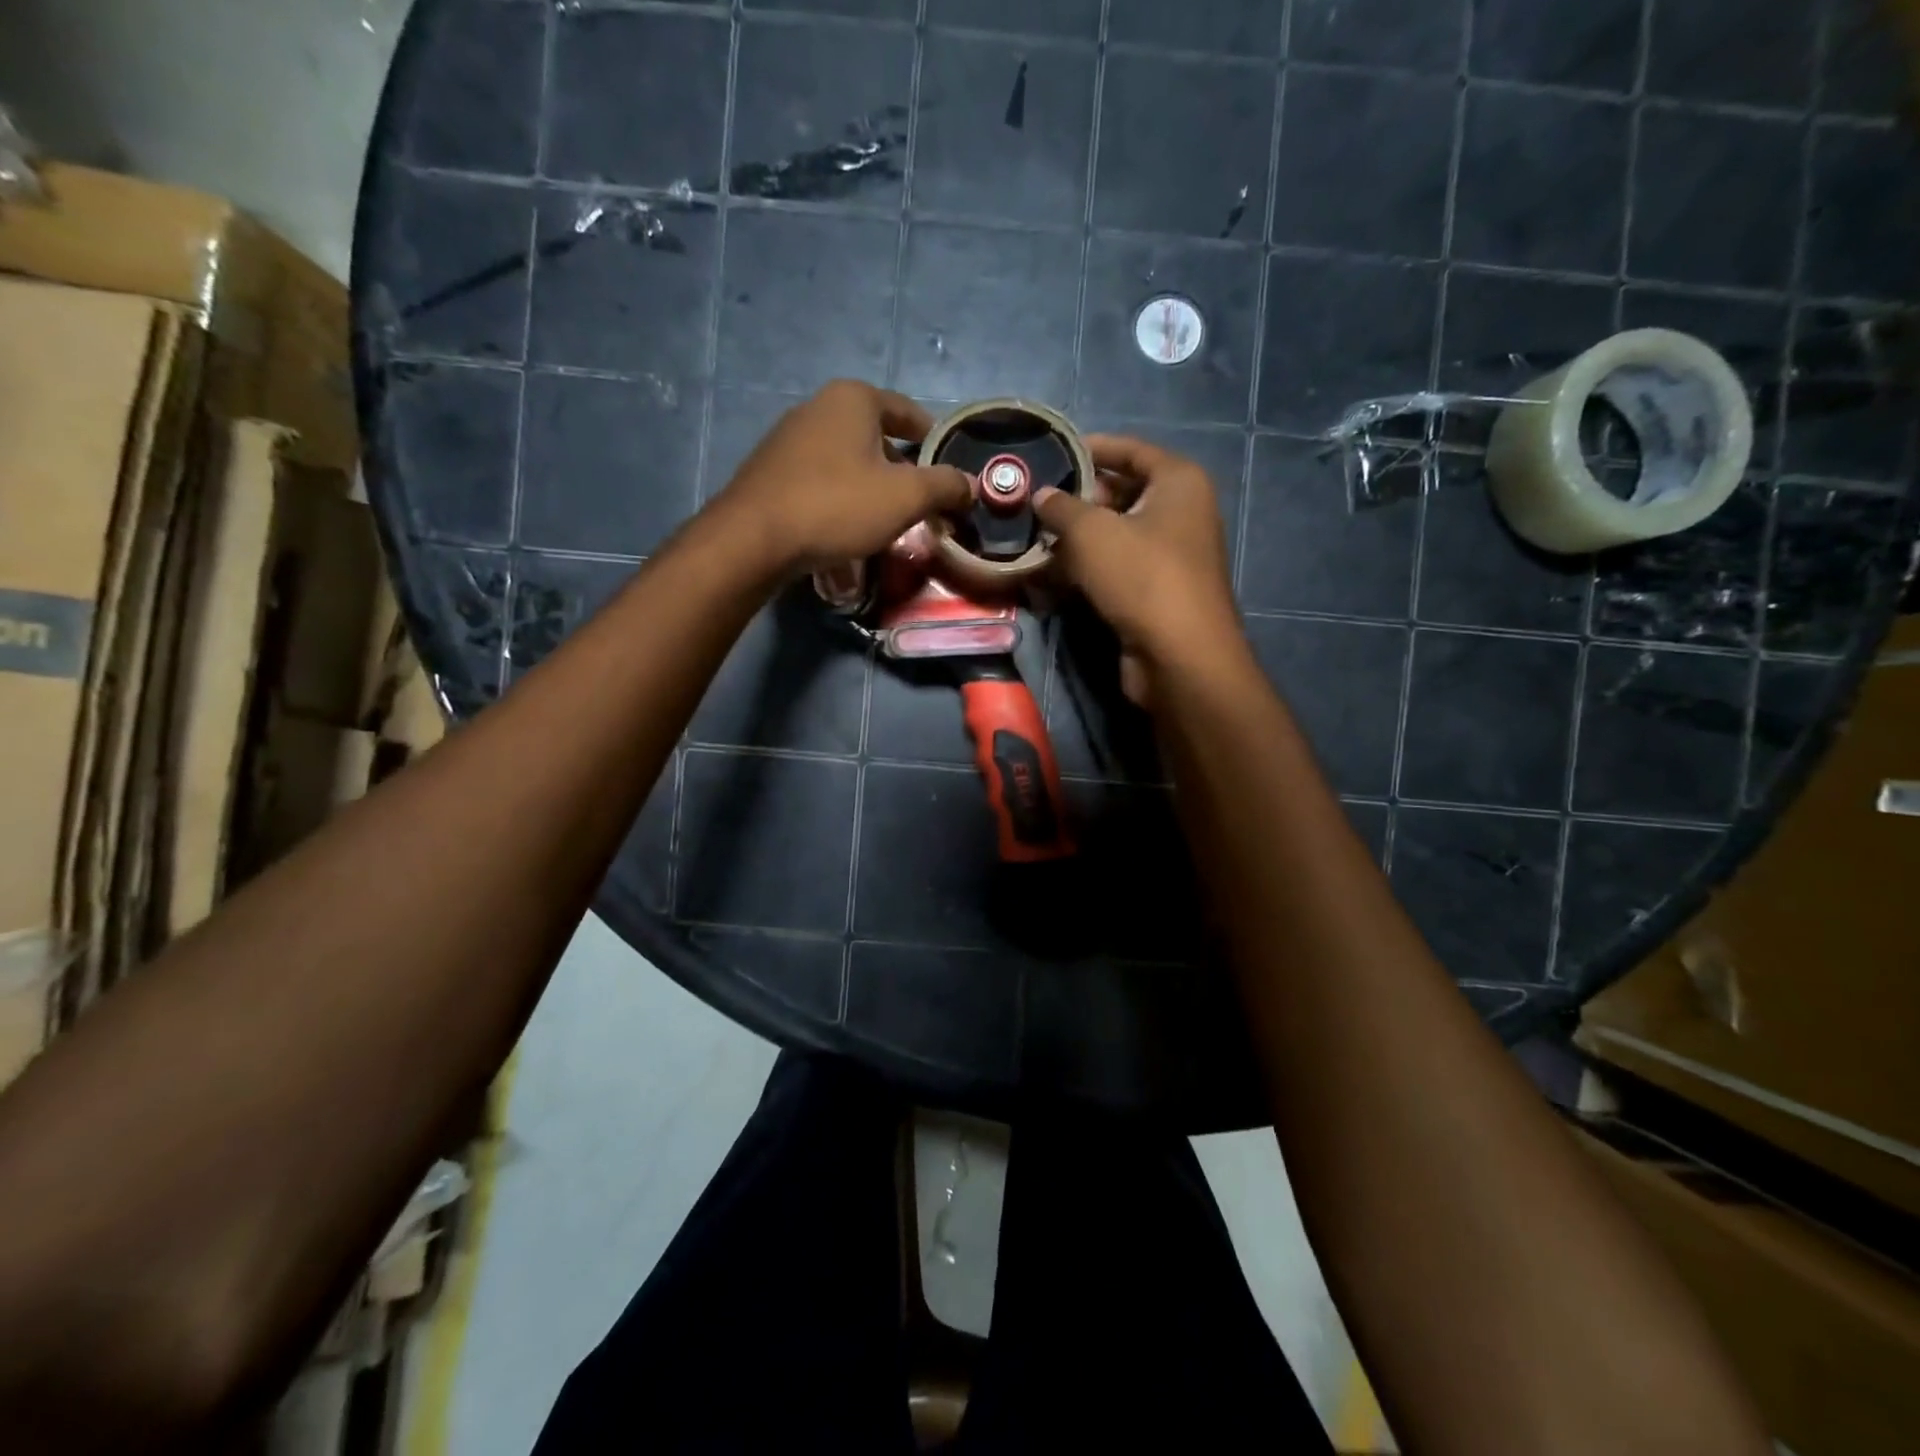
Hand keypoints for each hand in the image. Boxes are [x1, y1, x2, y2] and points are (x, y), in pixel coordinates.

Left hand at [711, 380, 971, 572]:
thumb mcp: (905, 497)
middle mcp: (818, 407)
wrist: (755, 538)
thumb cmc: (837, 506)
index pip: (907, 411)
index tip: (947, 464)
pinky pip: (820, 480)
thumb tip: (971, 485)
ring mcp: (788, 438)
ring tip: (885, 519)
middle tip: (919, 501)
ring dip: (869, 486)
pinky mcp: (770, 471)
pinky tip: (845, 527)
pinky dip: (840, 498)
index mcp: (854, 399)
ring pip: (847, 460)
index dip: (932, 437)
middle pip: (876, 436)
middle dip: (901, 467)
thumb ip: (945, 486)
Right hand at [1035, 434, 1243, 707]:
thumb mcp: (1092, 532)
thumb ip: (1061, 507)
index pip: (1130, 450)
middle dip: (1076, 501)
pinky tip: (1048, 578)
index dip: (1090, 448)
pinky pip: (1115, 569)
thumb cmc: (1141, 577)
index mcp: (1178, 482)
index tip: (1051, 454)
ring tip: (1032, 541)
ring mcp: (1169, 555)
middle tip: (1034, 505)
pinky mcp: (1155, 592)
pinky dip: (1086, 571)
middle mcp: (1180, 512)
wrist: (1179, 655)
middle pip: (1121, 494)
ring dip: (1075, 540)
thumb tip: (1042, 495)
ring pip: (1114, 536)